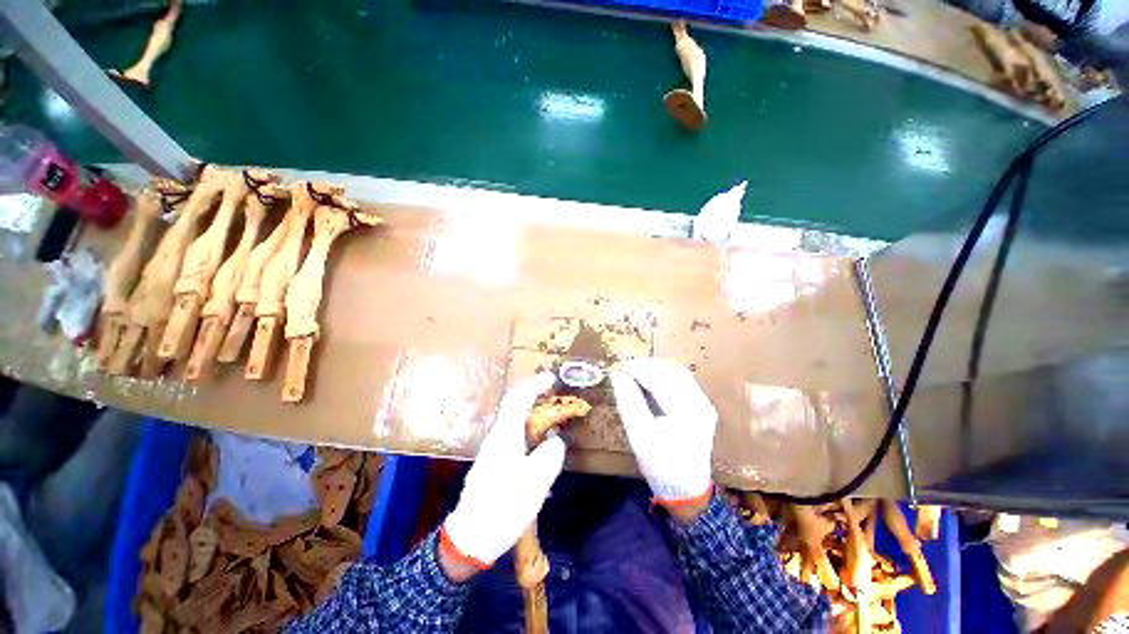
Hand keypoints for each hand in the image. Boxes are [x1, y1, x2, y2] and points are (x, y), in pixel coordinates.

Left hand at [441, 372, 564, 572]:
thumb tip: (555, 439)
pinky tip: (542, 449)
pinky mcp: (495, 463)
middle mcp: (498, 436)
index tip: (552, 379)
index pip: (518, 398)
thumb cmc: (504, 506)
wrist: (471, 537)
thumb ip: (551, 454)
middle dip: (535, 397)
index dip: (534, 384)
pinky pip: (516, 437)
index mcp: (506, 435)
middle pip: (516, 406)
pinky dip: (531, 433)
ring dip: (535, 415)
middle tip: (556, 398)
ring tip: (554, 421)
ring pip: (516, 422)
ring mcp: (494, 450)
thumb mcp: (536, 481)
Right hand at [611, 359, 717, 517]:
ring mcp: (704, 405)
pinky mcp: (701, 409)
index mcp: (688, 412)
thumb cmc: (660, 465)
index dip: (640, 369)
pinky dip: (665, 377)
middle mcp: (701, 404)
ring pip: (680, 375)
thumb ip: (629, 402)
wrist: (685, 491)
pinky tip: (651, 381)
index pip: (662, 380)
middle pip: (674, 372)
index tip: (621, 365)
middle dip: (649, 366)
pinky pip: (683, 383)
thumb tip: (618, 375)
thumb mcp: (639, 435)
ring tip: (636, 371)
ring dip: (657, 370)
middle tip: (627, 367)